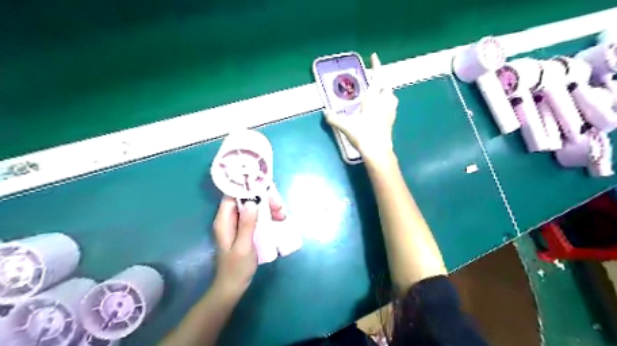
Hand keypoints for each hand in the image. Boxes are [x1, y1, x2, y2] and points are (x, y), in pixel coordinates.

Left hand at [213, 189, 285, 296]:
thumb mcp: (243, 246)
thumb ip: (246, 224)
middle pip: (246, 198)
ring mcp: (238, 223)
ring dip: (269, 206)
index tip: (265, 188)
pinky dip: (268, 214)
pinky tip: (279, 219)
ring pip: (254, 205)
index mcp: (224, 220)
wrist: (233, 286)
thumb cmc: (236, 268)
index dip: (248, 188)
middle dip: (264, 198)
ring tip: (282, 215)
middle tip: (279, 206)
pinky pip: (257, 215)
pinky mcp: (246, 228)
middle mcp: (230, 218)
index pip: (233, 195)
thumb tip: (251, 202)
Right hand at [324, 53, 400, 160]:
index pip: (376, 79)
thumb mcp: (345, 126)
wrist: (378, 151)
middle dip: (381, 81)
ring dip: (386, 92)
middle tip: (374, 80)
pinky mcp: (391, 121)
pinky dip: (388, 103)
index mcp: (373, 99)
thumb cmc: (363, 135)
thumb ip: (334, 118)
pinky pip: (392, 107)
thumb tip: (325, 112)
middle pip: (386, 87)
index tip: (374, 56)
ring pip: (392, 97)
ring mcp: (390, 112)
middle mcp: (384, 103)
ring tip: (379, 94)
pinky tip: (382, 109)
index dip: (376, 66)